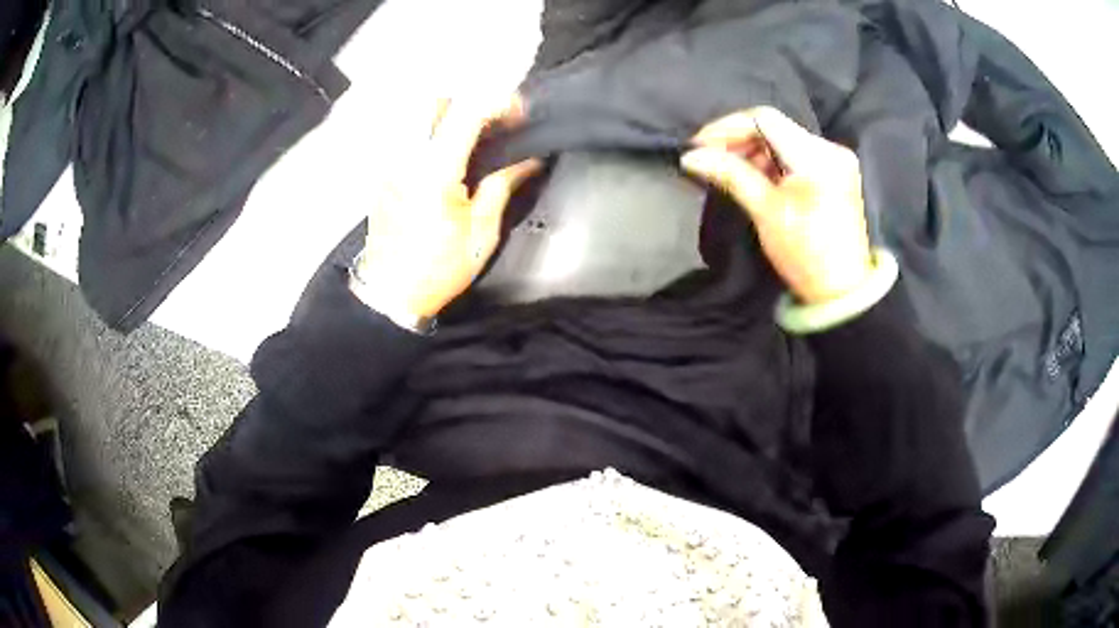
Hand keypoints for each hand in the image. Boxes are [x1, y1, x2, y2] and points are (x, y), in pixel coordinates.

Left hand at [356, 97, 539, 318]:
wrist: (389, 293)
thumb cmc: (438, 269)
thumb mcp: (481, 233)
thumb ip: (502, 185)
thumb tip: (529, 158)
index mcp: (434, 171)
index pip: (466, 113)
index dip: (498, 104)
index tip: (520, 113)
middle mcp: (407, 157)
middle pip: (436, 102)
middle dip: (470, 104)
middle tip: (495, 125)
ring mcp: (390, 162)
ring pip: (419, 116)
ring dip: (450, 116)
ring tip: (475, 140)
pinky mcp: (384, 172)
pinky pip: (409, 136)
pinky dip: (433, 133)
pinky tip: (449, 158)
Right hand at [681, 107, 872, 304]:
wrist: (841, 292)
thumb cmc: (804, 255)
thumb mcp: (765, 211)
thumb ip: (730, 174)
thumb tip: (690, 156)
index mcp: (817, 157)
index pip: (764, 119)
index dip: (727, 127)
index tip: (700, 146)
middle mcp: (830, 149)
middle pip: (774, 127)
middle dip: (738, 140)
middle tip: (710, 161)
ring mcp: (836, 159)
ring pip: (783, 139)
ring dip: (754, 152)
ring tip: (730, 173)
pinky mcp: (835, 172)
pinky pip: (796, 154)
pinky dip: (772, 162)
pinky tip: (756, 178)